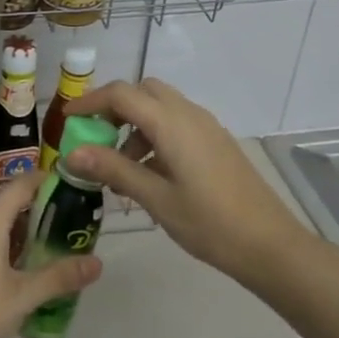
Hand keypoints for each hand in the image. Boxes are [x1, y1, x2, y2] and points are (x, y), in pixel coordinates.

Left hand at [0, 174, 101, 337]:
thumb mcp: (23, 296)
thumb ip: (60, 277)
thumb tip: (97, 262)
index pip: (21, 184)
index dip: (47, 180)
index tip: (75, 186)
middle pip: (9, 203)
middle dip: (40, 210)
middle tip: (73, 223)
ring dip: (23, 231)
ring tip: (54, 247)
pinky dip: (6, 247)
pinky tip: (22, 271)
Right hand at [65, 78, 308, 290]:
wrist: (271, 245)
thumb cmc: (209, 223)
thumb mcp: (155, 198)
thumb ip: (113, 169)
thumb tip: (71, 152)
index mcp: (171, 123)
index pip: (121, 93)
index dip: (90, 102)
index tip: (67, 121)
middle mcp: (189, 114)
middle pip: (142, 92)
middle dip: (114, 108)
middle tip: (95, 138)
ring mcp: (206, 127)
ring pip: (160, 107)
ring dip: (134, 125)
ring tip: (120, 169)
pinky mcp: (216, 142)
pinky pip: (177, 123)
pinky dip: (155, 135)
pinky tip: (150, 175)